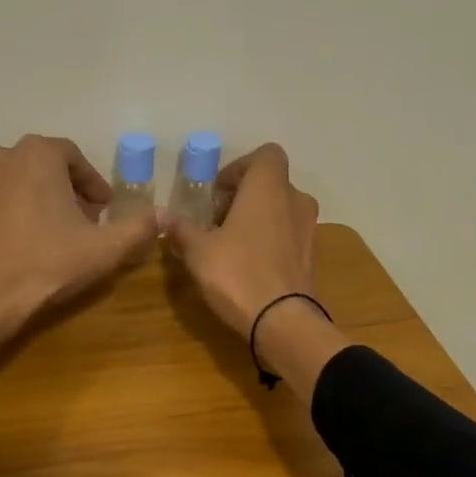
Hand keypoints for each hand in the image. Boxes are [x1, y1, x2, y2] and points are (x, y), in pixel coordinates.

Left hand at [0, 135, 160, 396]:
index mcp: (38, 154)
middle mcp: (2, 156)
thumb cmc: (47, 264)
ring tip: (55, 231)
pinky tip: (25, 241)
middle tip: (84, 222)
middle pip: (45, 166)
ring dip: (39, 197)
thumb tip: (165, 215)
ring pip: (19, 181)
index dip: (93, 184)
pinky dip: (13, 210)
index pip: (74, 158)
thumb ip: (139, 228)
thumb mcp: (105, 249)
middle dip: (68, 190)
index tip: (104, 210)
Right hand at [166, 143, 317, 334]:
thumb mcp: (199, 251)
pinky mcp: (312, 255)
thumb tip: (163, 215)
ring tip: (232, 243)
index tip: (218, 193)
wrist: (282, 321)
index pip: (266, 155)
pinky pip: (289, 234)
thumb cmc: (237, 273)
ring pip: (282, 209)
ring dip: (259, 217)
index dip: (239, 167)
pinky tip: (249, 263)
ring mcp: (309, 228)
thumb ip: (182, 228)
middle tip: (218, 219)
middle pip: (272, 183)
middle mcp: (295, 200)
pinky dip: (271, 239)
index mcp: (269, 187)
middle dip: (245, 195)